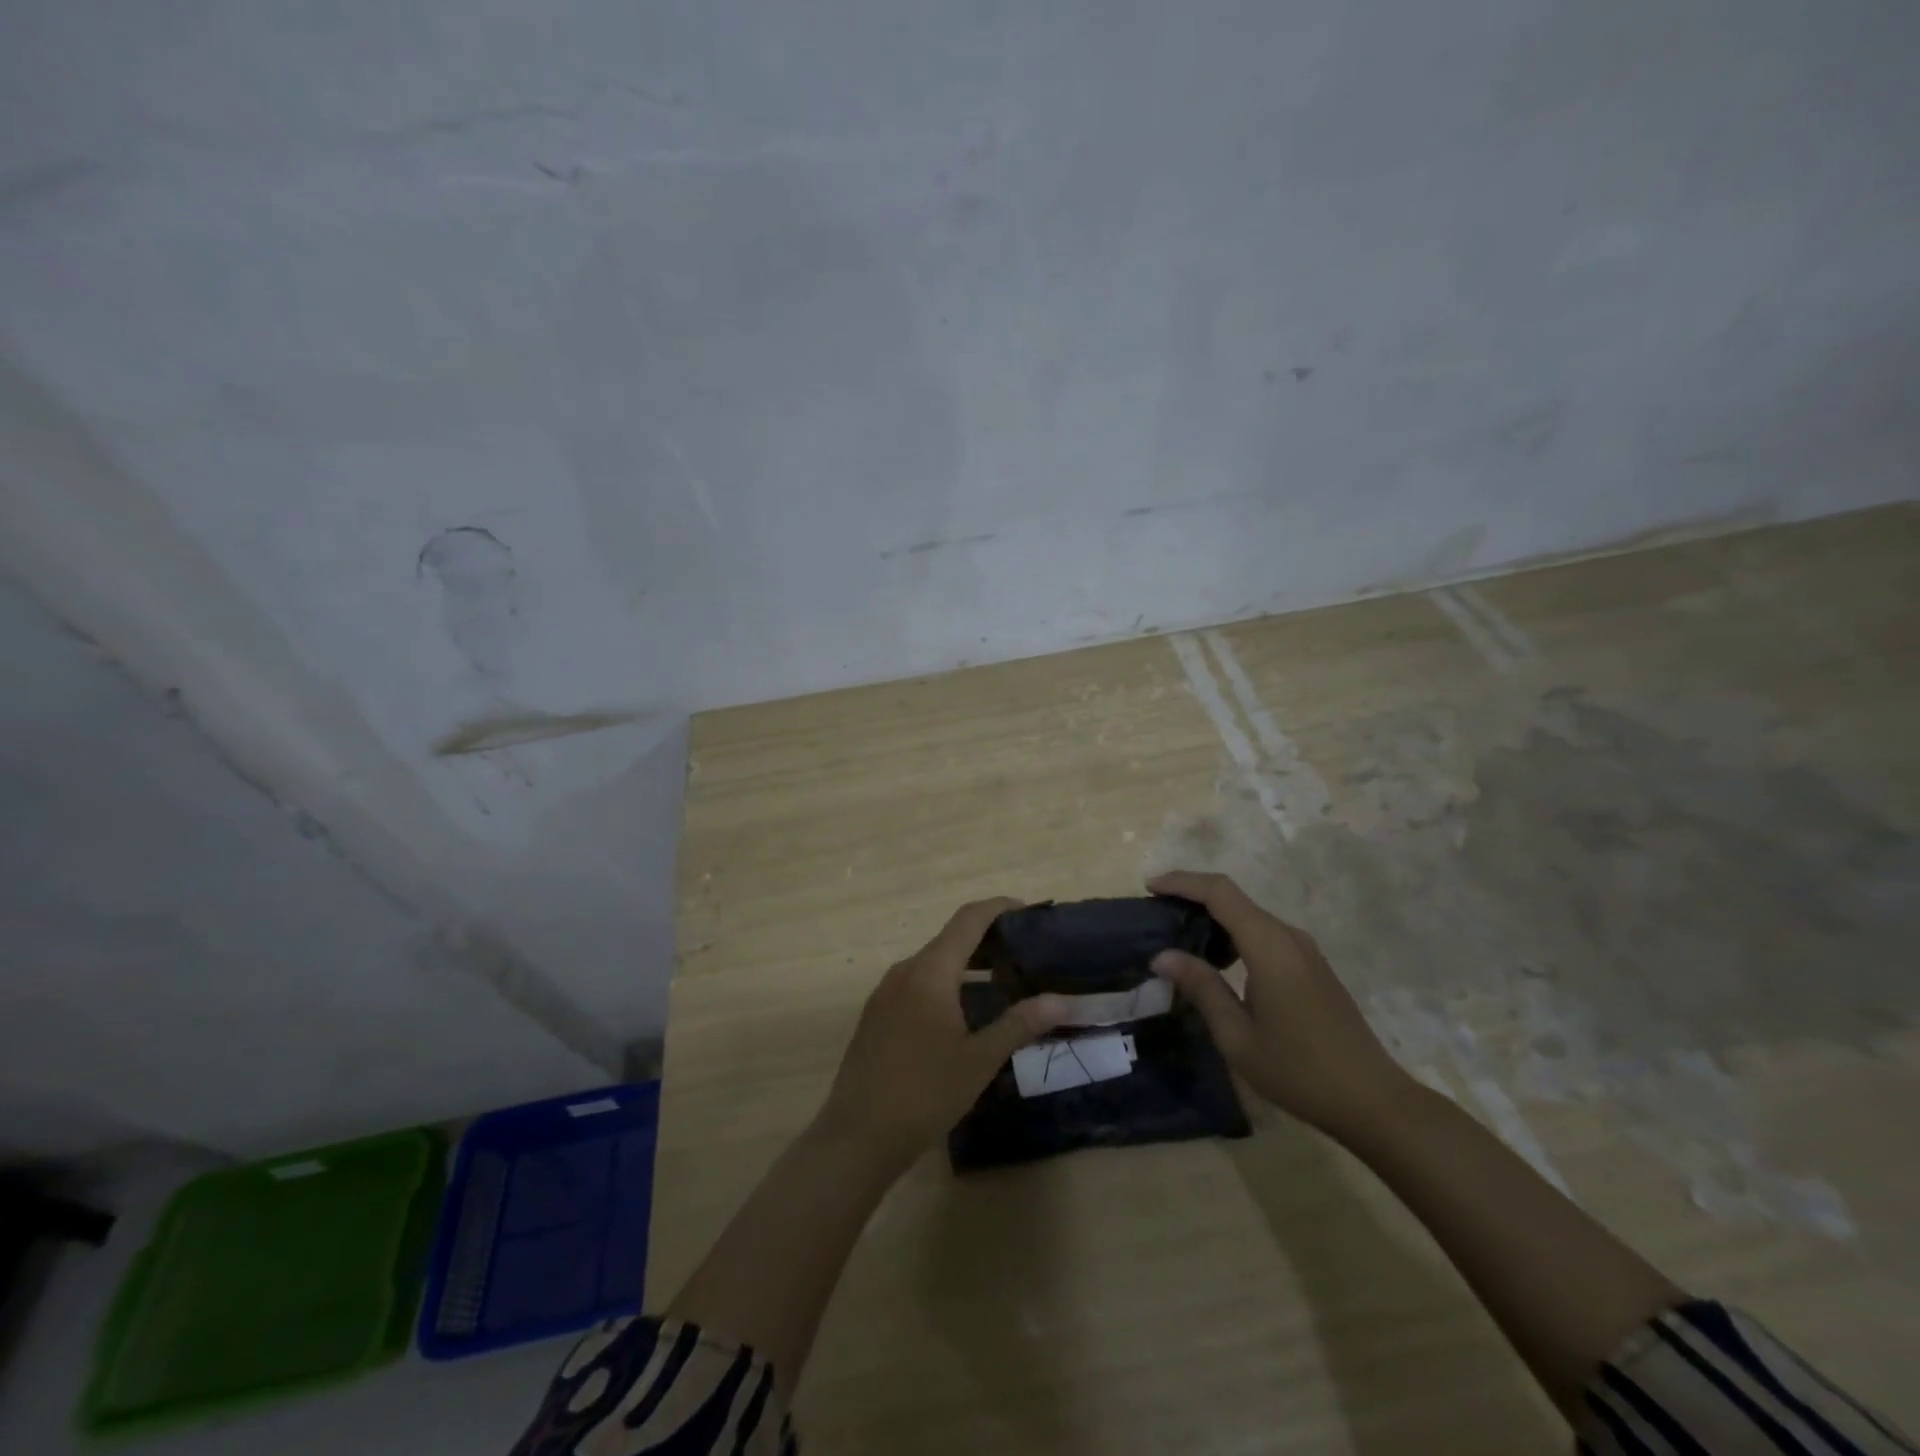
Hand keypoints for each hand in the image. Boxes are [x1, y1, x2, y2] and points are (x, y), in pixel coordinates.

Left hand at [814, 898, 1072, 1166]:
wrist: (858, 1135)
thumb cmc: (924, 1093)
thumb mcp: (979, 1060)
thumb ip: (1020, 1024)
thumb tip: (1061, 1000)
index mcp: (930, 972)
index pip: (967, 919)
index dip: (998, 908)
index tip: (1027, 911)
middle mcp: (905, 970)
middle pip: (950, 938)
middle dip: (987, 938)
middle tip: (1025, 952)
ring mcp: (886, 992)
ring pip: (932, 962)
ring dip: (966, 963)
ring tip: (1002, 980)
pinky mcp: (877, 1014)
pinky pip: (917, 982)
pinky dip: (945, 982)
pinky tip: (964, 1011)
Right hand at [1147, 871, 1409, 1137]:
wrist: (1373, 1101)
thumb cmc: (1299, 1071)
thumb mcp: (1237, 1036)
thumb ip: (1201, 988)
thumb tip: (1162, 955)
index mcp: (1269, 947)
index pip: (1220, 893)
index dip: (1182, 881)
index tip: (1150, 886)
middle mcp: (1289, 937)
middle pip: (1235, 899)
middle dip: (1193, 897)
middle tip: (1157, 915)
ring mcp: (1305, 951)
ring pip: (1250, 916)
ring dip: (1214, 917)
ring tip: (1179, 936)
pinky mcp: (1312, 967)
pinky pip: (1265, 934)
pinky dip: (1234, 934)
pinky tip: (1217, 961)